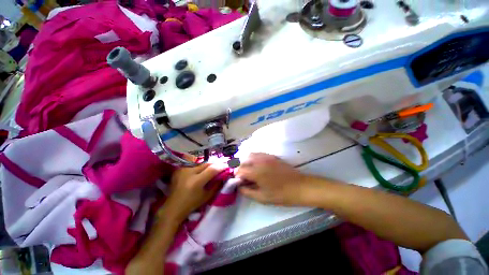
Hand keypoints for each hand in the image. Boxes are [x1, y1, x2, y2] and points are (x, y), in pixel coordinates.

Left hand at [160, 162, 225, 222]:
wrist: (173, 207)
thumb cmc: (191, 204)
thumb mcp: (207, 196)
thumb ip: (216, 185)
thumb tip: (223, 175)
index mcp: (196, 181)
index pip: (212, 169)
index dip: (221, 167)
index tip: (226, 167)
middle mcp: (189, 172)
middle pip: (206, 164)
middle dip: (215, 165)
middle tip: (220, 167)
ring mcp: (183, 169)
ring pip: (200, 163)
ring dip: (207, 165)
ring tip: (211, 169)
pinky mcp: (179, 169)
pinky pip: (192, 164)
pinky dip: (199, 166)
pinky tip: (201, 170)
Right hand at [236, 153, 319, 205]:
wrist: (300, 186)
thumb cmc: (280, 194)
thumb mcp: (262, 197)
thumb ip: (247, 191)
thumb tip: (239, 186)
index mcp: (256, 171)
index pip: (240, 170)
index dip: (237, 176)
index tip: (238, 182)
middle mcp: (259, 161)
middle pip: (243, 160)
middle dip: (240, 168)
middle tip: (243, 177)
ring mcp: (266, 156)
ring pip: (250, 155)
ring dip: (246, 161)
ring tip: (248, 170)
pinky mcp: (272, 156)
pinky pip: (258, 154)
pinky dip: (253, 158)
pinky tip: (257, 165)